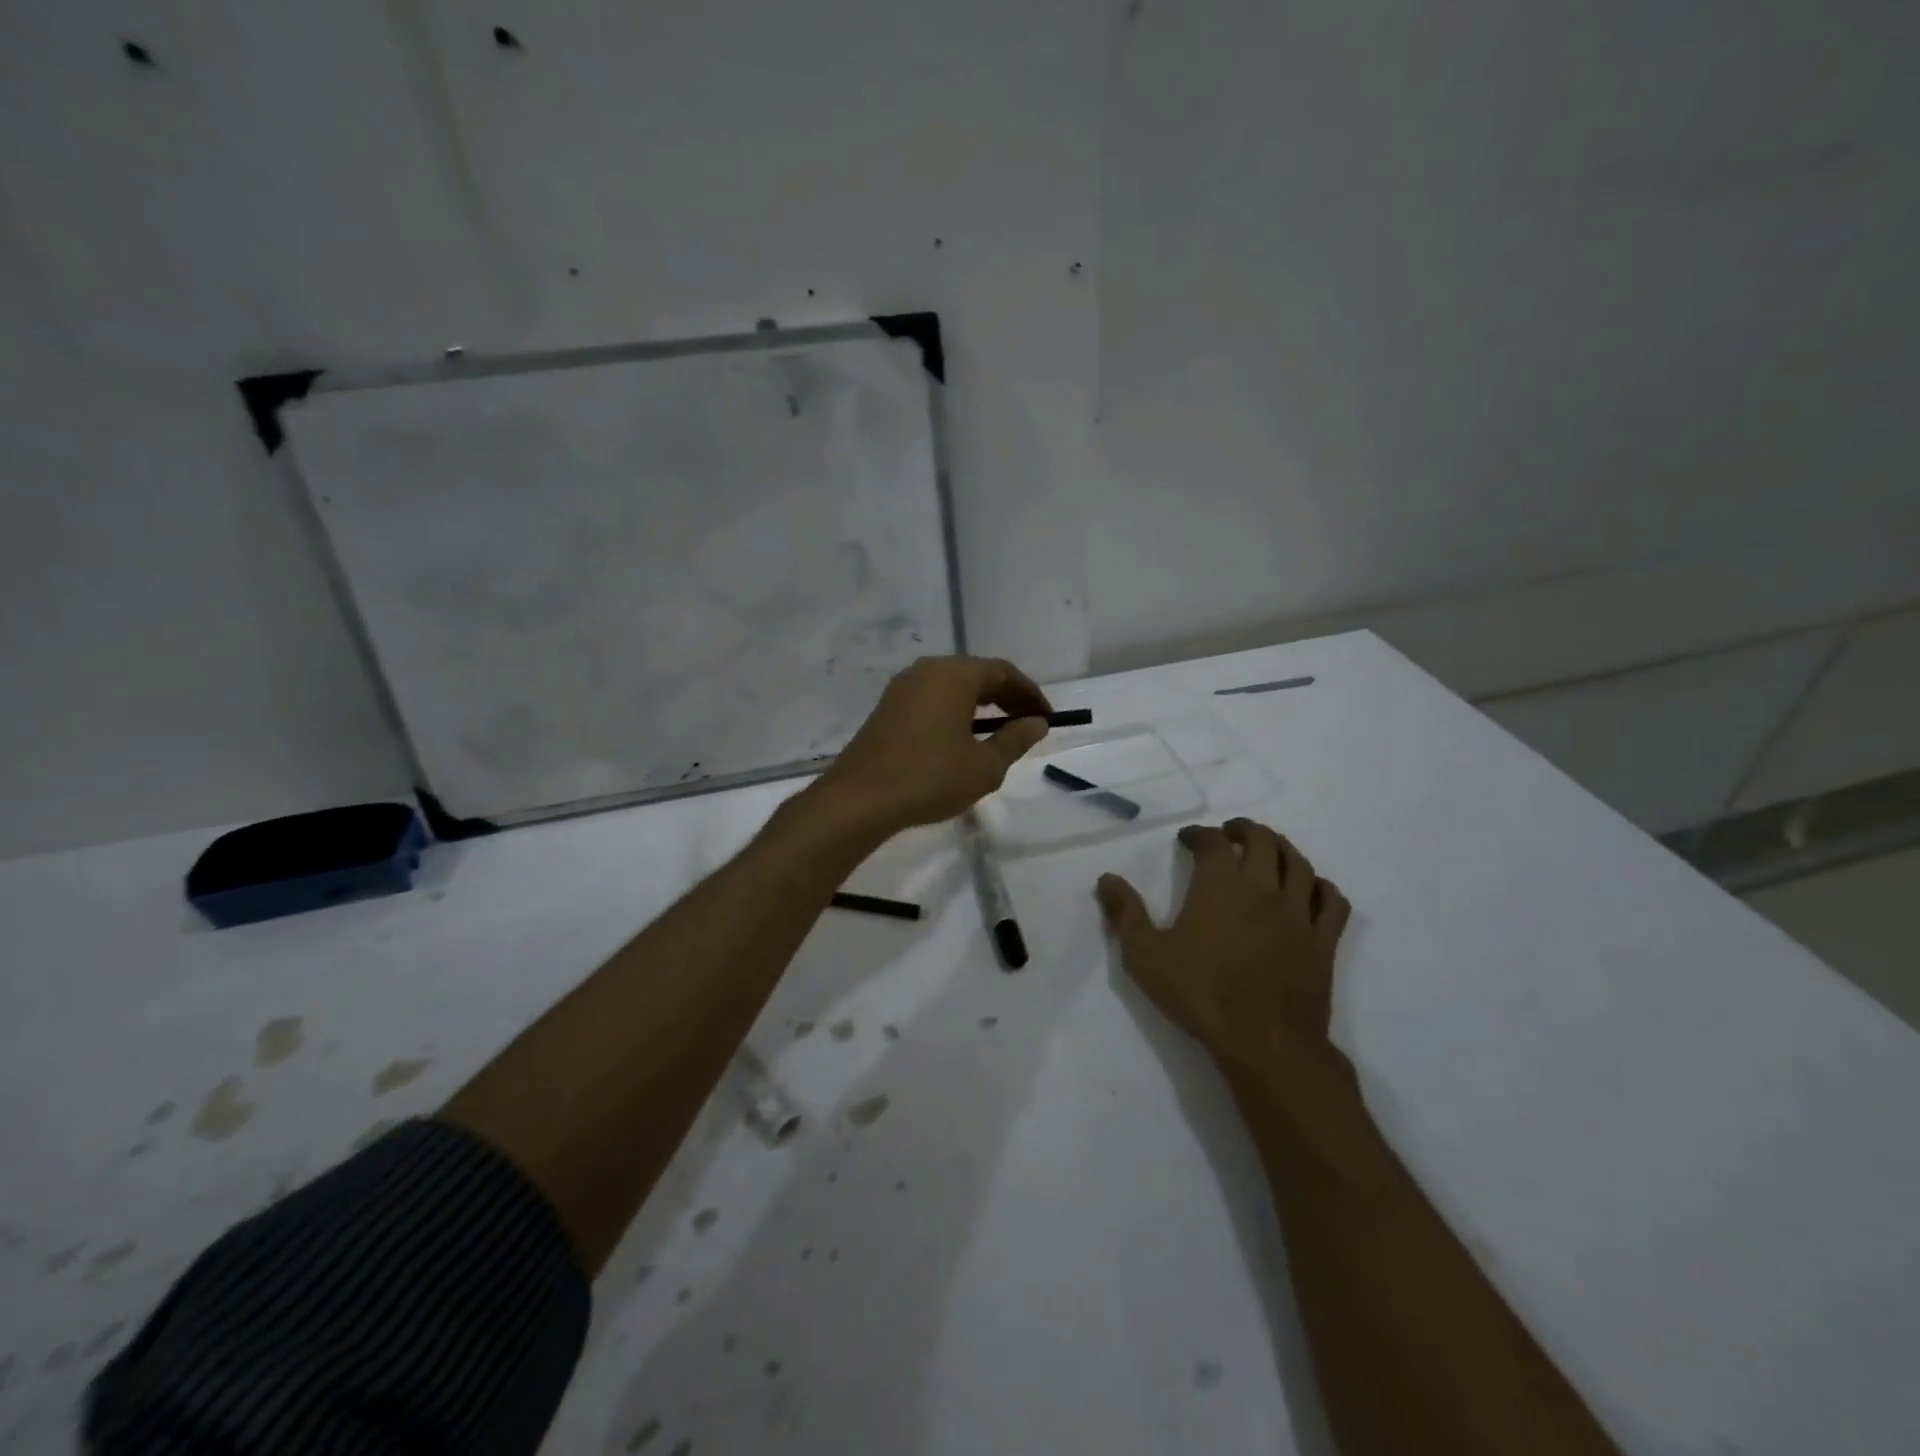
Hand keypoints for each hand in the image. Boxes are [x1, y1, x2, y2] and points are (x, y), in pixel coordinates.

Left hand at [819, 656, 1053, 832]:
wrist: (859, 799)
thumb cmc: (930, 778)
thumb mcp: (984, 766)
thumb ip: (1015, 740)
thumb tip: (1036, 723)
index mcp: (953, 674)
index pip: (1003, 672)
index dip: (1030, 694)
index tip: (1047, 718)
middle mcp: (926, 671)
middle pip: (977, 674)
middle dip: (1006, 698)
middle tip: (1028, 725)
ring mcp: (902, 688)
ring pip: (952, 687)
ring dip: (980, 706)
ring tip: (999, 735)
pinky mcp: (887, 708)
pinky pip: (932, 700)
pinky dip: (955, 713)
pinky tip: (961, 740)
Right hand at [1096, 819, 1352, 1084]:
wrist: (1263, 1041)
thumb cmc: (1200, 993)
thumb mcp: (1145, 955)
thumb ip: (1125, 913)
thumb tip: (1107, 879)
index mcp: (1220, 885)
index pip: (1213, 841)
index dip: (1199, 833)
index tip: (1187, 839)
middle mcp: (1263, 888)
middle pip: (1262, 840)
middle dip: (1244, 830)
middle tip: (1230, 833)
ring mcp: (1298, 913)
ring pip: (1299, 864)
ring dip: (1282, 848)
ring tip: (1268, 850)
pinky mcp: (1323, 941)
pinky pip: (1332, 902)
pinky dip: (1321, 887)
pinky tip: (1311, 889)